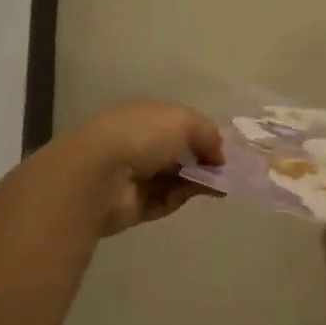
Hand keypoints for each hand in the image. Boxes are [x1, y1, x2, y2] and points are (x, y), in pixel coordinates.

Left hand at [55, 101, 224, 236]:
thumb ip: (208, 134)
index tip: (221, 148)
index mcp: (145, 117)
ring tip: (219, 185)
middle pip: (177, 153)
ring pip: (173, 178)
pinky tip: (193, 194)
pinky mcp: (131, 207)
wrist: (101, 175)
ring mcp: (133, 177)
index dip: (201, 135)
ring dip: (195, 181)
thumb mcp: (185, 121)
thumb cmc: (144, 135)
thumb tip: (219, 155)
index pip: (178, 125)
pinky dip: (179, 198)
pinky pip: (163, 201)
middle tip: (224, 170)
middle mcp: (138, 144)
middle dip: (201, 160)